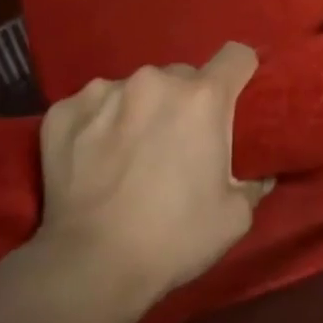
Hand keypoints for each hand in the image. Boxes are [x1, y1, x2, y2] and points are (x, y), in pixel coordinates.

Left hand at [35, 42, 271, 315]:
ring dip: (141, 110)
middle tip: (178, 142)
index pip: (236, 56)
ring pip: (136, 89)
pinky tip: (93, 158)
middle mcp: (154, 82)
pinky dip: (99, 123)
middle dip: (185, 102)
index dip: (241, 72)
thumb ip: (252, 184)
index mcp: (202, 99)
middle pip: (182, 76)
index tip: (236, 95)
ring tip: (130, 152)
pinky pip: (93, 105)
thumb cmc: (174, 239)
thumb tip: (258, 175)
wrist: (90, 266)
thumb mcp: (234, 217)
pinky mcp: (64, 111)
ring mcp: (103, 92)